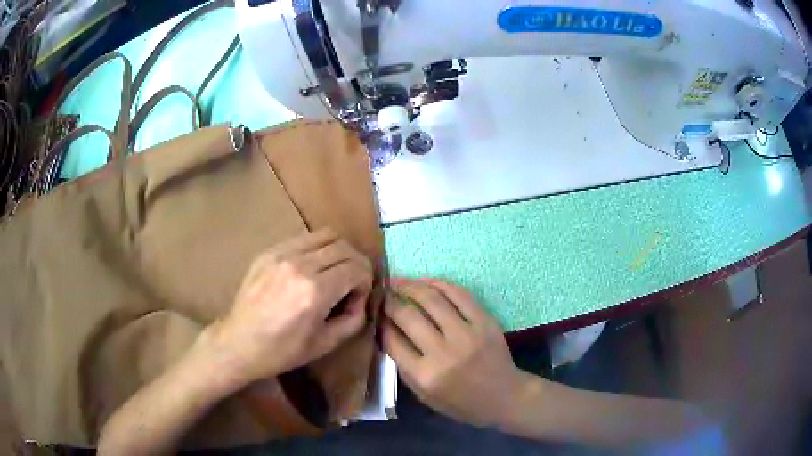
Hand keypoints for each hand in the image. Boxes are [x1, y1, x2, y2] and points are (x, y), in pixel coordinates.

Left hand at [203, 228, 372, 389]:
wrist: (239, 343)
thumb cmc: (282, 351)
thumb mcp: (325, 344)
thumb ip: (353, 320)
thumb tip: (360, 300)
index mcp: (315, 292)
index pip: (356, 268)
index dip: (365, 281)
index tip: (359, 296)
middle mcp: (299, 265)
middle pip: (344, 247)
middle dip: (356, 264)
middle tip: (352, 283)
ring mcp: (281, 254)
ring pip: (325, 235)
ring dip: (338, 251)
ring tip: (333, 271)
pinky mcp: (268, 252)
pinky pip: (302, 239)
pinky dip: (316, 249)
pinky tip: (311, 268)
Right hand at [382, 279, 523, 427]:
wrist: (504, 397)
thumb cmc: (461, 402)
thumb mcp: (425, 395)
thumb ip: (404, 367)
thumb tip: (387, 332)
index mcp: (426, 375)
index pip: (392, 340)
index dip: (380, 323)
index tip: (375, 313)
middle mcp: (444, 352)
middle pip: (408, 316)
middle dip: (390, 301)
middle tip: (383, 294)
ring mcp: (467, 334)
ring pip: (432, 298)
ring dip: (410, 285)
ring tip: (398, 281)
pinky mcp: (485, 321)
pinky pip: (459, 294)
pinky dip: (439, 284)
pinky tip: (426, 282)